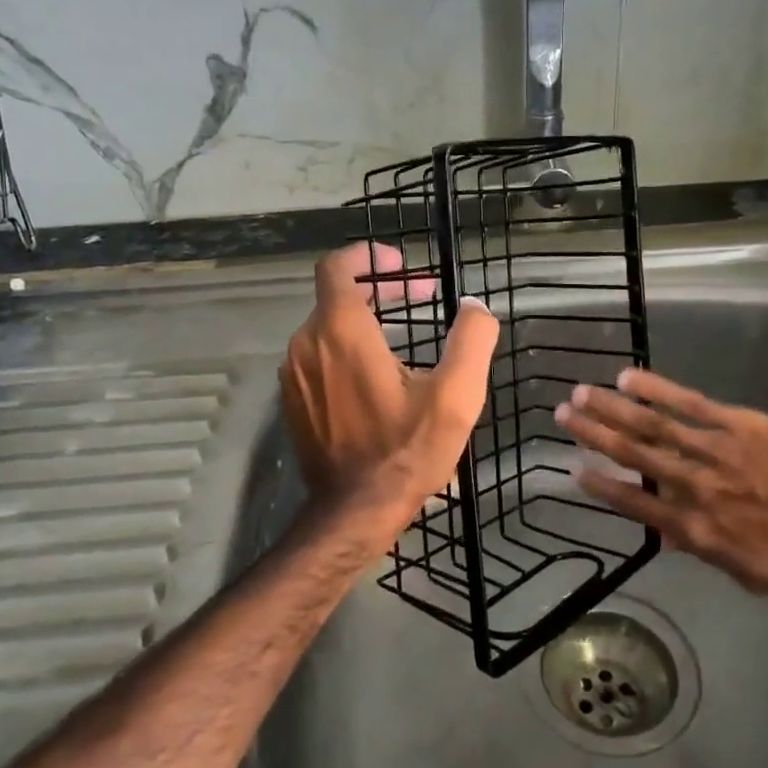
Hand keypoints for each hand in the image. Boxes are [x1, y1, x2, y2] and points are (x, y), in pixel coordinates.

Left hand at [279, 243, 498, 528]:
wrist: (354, 511)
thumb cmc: (406, 451)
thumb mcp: (455, 396)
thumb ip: (472, 339)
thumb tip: (475, 307)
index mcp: (341, 331)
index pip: (336, 266)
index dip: (368, 256)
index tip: (401, 265)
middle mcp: (307, 344)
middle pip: (336, 295)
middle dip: (381, 290)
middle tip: (422, 298)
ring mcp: (294, 374)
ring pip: (326, 327)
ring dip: (364, 321)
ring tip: (405, 341)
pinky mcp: (292, 400)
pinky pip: (317, 357)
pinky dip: (345, 350)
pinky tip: (377, 377)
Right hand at [553, 368, 767, 592]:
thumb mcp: (755, 576)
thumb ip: (710, 554)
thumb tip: (673, 537)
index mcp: (697, 530)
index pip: (637, 505)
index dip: (603, 487)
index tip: (574, 469)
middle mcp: (694, 487)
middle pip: (634, 456)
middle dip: (594, 435)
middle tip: (562, 415)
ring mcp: (713, 450)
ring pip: (652, 426)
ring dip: (613, 409)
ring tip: (581, 392)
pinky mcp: (735, 423)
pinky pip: (688, 404)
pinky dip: (655, 389)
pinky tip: (628, 377)